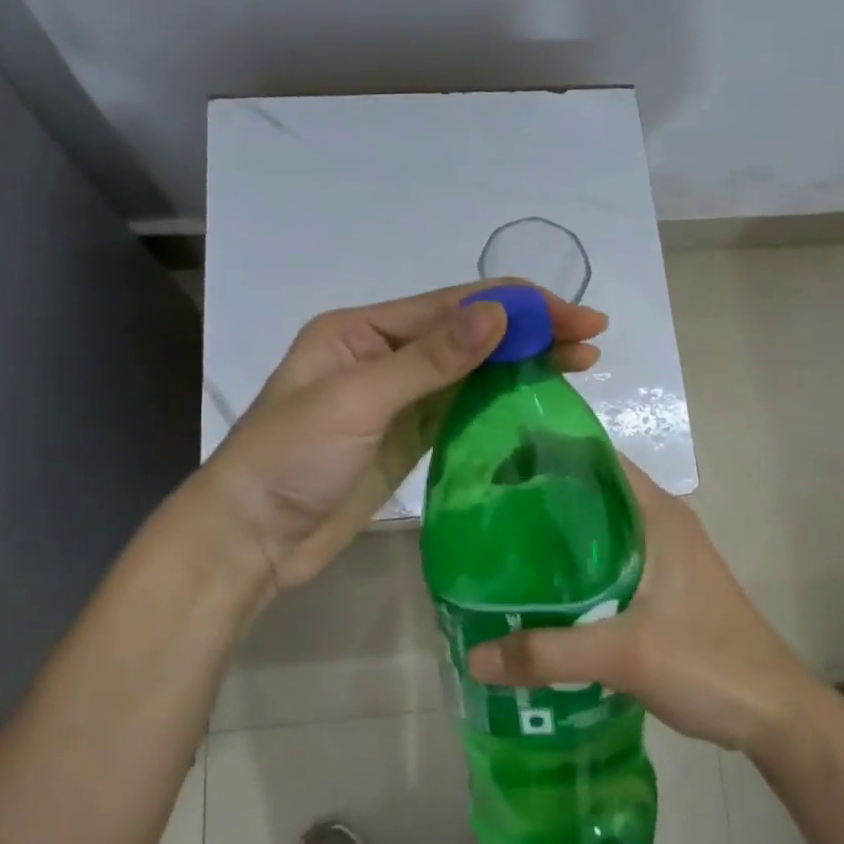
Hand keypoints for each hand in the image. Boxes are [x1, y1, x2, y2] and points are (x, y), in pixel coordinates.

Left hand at [194, 283, 606, 600]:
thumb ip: (431, 359)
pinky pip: (461, 407)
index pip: (454, 305)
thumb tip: (499, 314)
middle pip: (469, 333)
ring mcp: (397, 397)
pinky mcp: (407, 436)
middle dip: (530, 329)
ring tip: (580, 361)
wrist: (251, 539)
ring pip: (471, 369)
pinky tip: (536, 395)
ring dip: (522, 362)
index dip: (517, 306)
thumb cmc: (291, 460)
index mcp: (363, 329)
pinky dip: (500, 398)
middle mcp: (383, 353)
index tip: (574, 316)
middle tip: (592, 336)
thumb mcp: (358, 399)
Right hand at [467, 459, 820, 757]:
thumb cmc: (708, 664)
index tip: (499, 467)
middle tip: (487, 516)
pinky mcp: (667, 590)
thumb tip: (475, 656)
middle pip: (593, 495)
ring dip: (560, 540)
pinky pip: (611, 564)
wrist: (777, 716)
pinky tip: (544, 596)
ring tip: (505, 553)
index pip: (596, 460)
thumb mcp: (624, 656)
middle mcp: (661, 524)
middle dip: (543, 501)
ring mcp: (667, 558)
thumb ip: (548, 653)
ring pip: (601, 532)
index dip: (549, 456)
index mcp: (657, 515)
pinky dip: (578, 571)